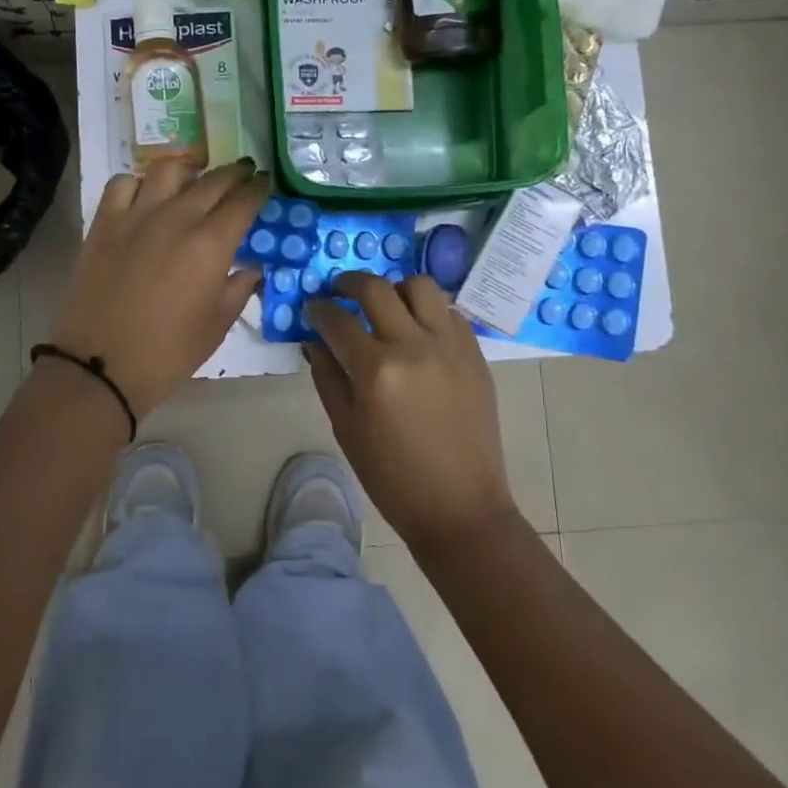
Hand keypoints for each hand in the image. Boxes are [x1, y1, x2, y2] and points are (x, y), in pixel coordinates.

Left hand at [46, 159, 268, 417]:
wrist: (100, 365)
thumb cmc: (168, 352)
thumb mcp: (217, 325)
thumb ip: (239, 288)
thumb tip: (252, 267)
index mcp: (211, 243)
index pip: (243, 201)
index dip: (258, 188)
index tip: (265, 183)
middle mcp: (177, 218)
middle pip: (213, 179)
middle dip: (234, 173)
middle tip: (243, 173)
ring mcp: (137, 215)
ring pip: (168, 170)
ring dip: (188, 170)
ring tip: (195, 179)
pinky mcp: (105, 222)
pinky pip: (123, 183)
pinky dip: (139, 183)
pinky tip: (146, 197)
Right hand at [305, 274, 517, 549]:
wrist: (460, 506)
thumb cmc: (392, 476)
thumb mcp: (346, 429)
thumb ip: (327, 377)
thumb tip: (315, 340)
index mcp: (376, 370)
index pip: (337, 320)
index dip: (318, 310)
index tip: (312, 309)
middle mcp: (413, 345)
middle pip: (376, 288)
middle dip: (349, 282)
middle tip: (339, 290)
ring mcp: (450, 346)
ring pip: (420, 286)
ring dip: (395, 288)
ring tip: (385, 305)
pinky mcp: (475, 353)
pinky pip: (449, 311)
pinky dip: (428, 311)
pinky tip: (418, 329)